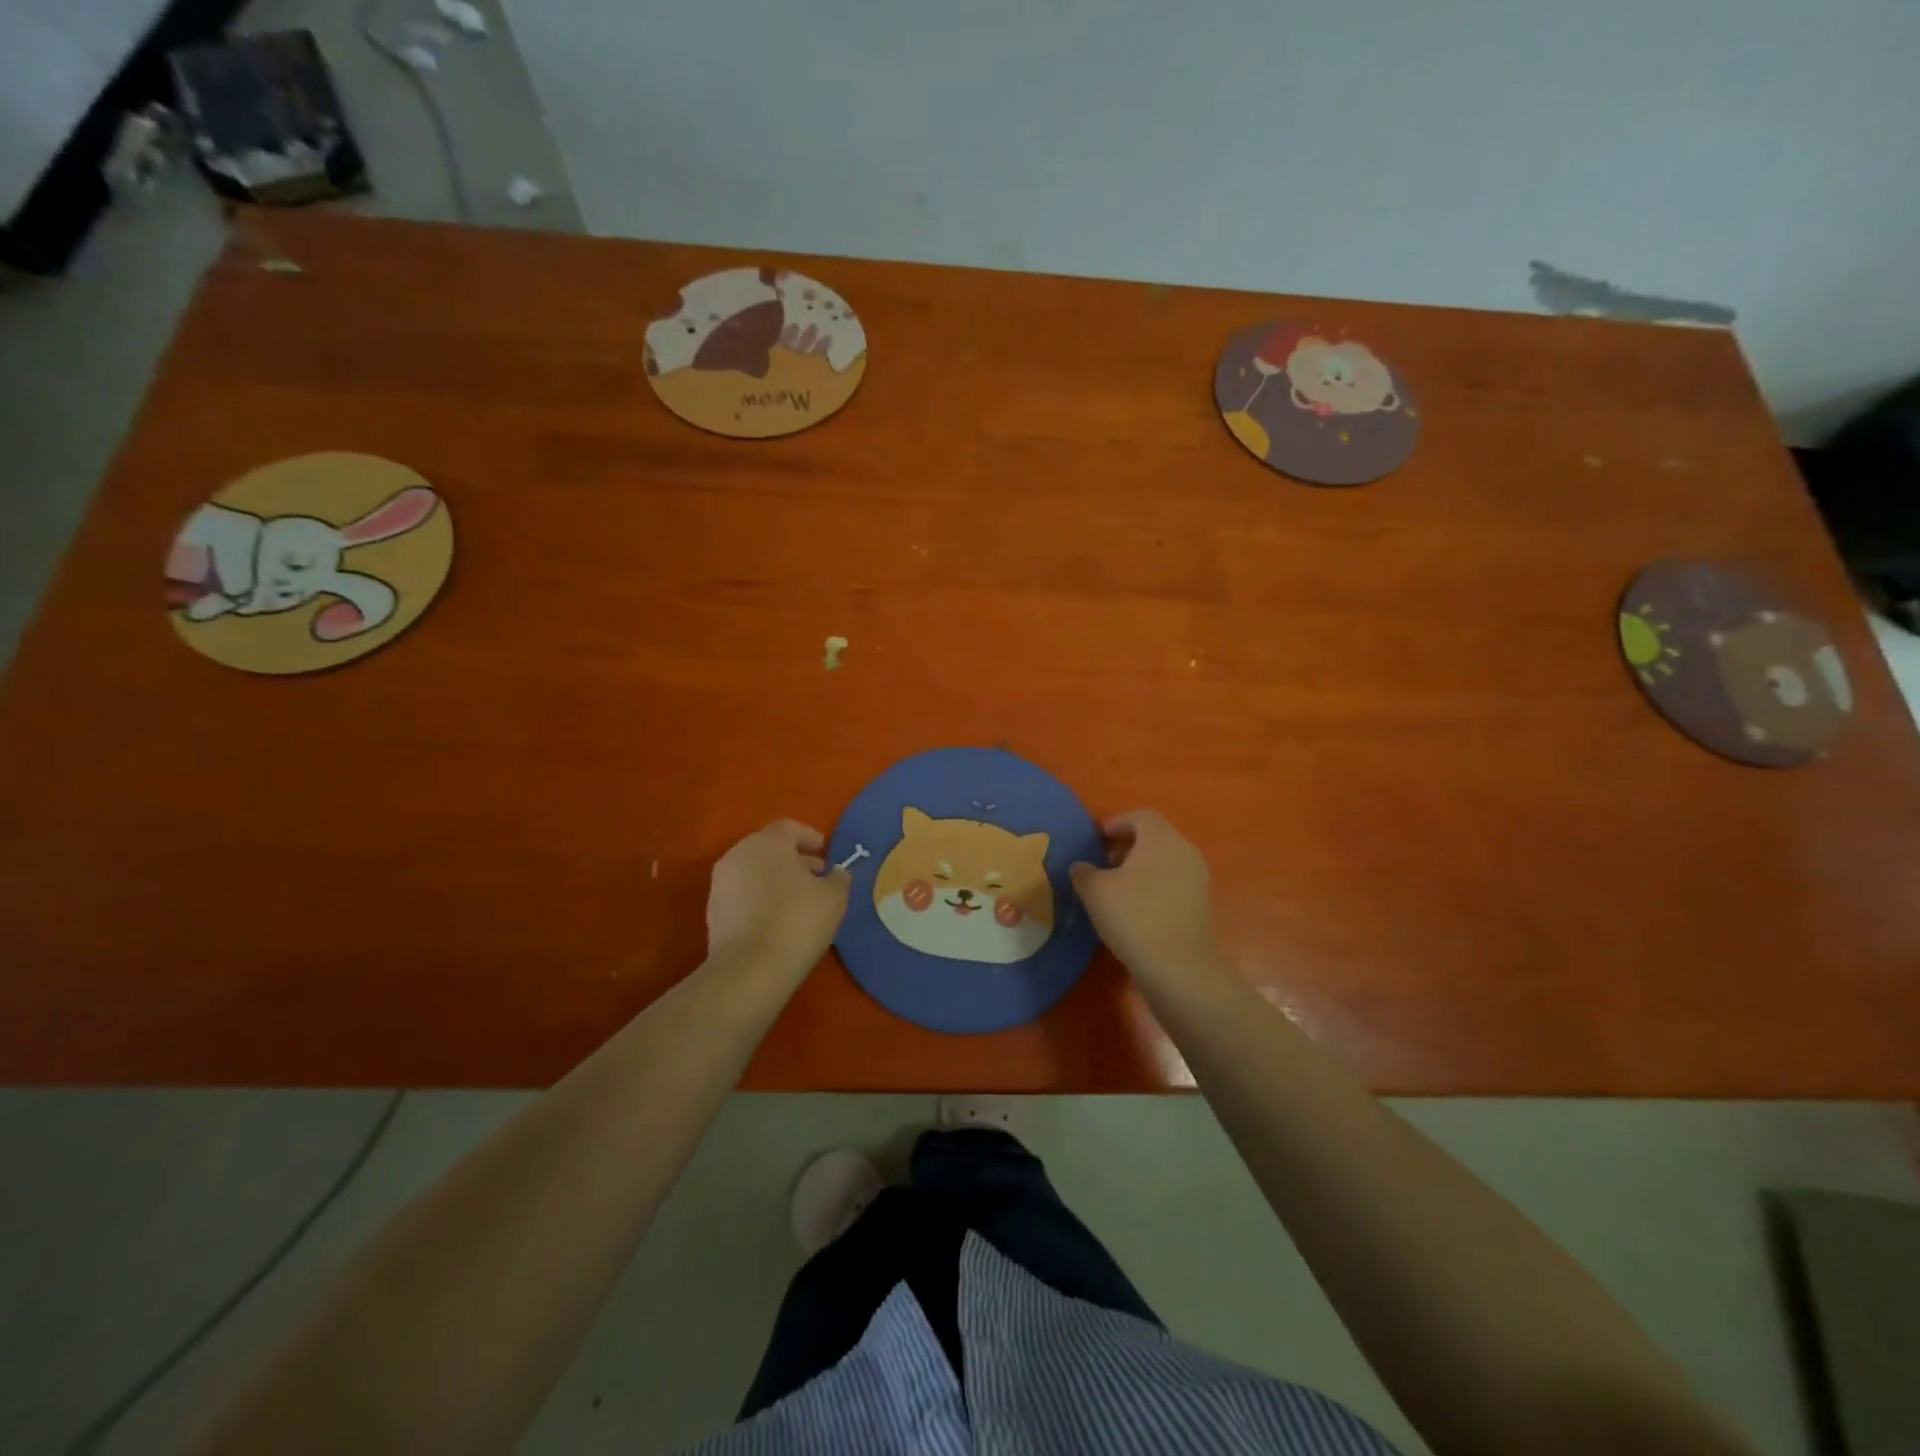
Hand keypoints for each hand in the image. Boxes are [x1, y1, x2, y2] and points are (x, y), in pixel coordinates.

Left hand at [706, 820, 849, 976]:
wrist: (749, 970)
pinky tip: (779, 920)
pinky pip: (744, 894)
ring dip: (777, 880)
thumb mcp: (833, 897)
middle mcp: (738, 855)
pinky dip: (761, 898)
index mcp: (766, 842)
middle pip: (769, 848)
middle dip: (795, 859)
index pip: (789, 827)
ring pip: (755, 871)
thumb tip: (835, 872)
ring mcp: (721, 884)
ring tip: (801, 901)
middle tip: (818, 877)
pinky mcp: (713, 912)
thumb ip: (838, 878)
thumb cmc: (797, 920)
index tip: (826, 853)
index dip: (810, 837)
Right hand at [1070, 810, 1221, 984]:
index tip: (1096, 839)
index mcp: (1161, 838)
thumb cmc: (1133, 916)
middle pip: (1154, 837)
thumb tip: (1081, 867)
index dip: (1116, 823)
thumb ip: (1083, 872)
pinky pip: (1172, 882)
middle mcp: (1184, 851)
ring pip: (1164, 861)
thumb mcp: (1095, 891)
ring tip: (1114, 888)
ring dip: (1139, 868)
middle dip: (1126, 846)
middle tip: (1102, 863)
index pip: (1140, 816)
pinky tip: (1133, 909)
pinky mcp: (1199, 904)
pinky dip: (1152, 886)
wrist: (1178, 966)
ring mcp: (1196, 878)